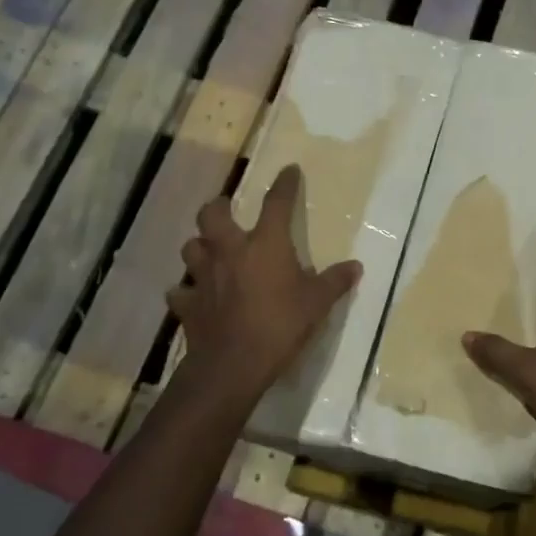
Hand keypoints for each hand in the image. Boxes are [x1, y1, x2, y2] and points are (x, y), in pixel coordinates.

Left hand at [169, 164, 361, 397]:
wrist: (233, 364)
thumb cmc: (280, 326)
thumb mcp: (317, 305)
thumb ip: (335, 282)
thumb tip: (356, 266)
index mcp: (265, 245)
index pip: (276, 204)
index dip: (284, 185)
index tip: (289, 171)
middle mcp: (229, 251)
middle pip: (212, 214)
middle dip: (219, 207)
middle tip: (228, 212)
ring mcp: (203, 276)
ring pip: (191, 247)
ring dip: (200, 246)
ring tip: (211, 253)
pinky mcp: (187, 303)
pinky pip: (180, 290)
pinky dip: (186, 290)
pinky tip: (195, 296)